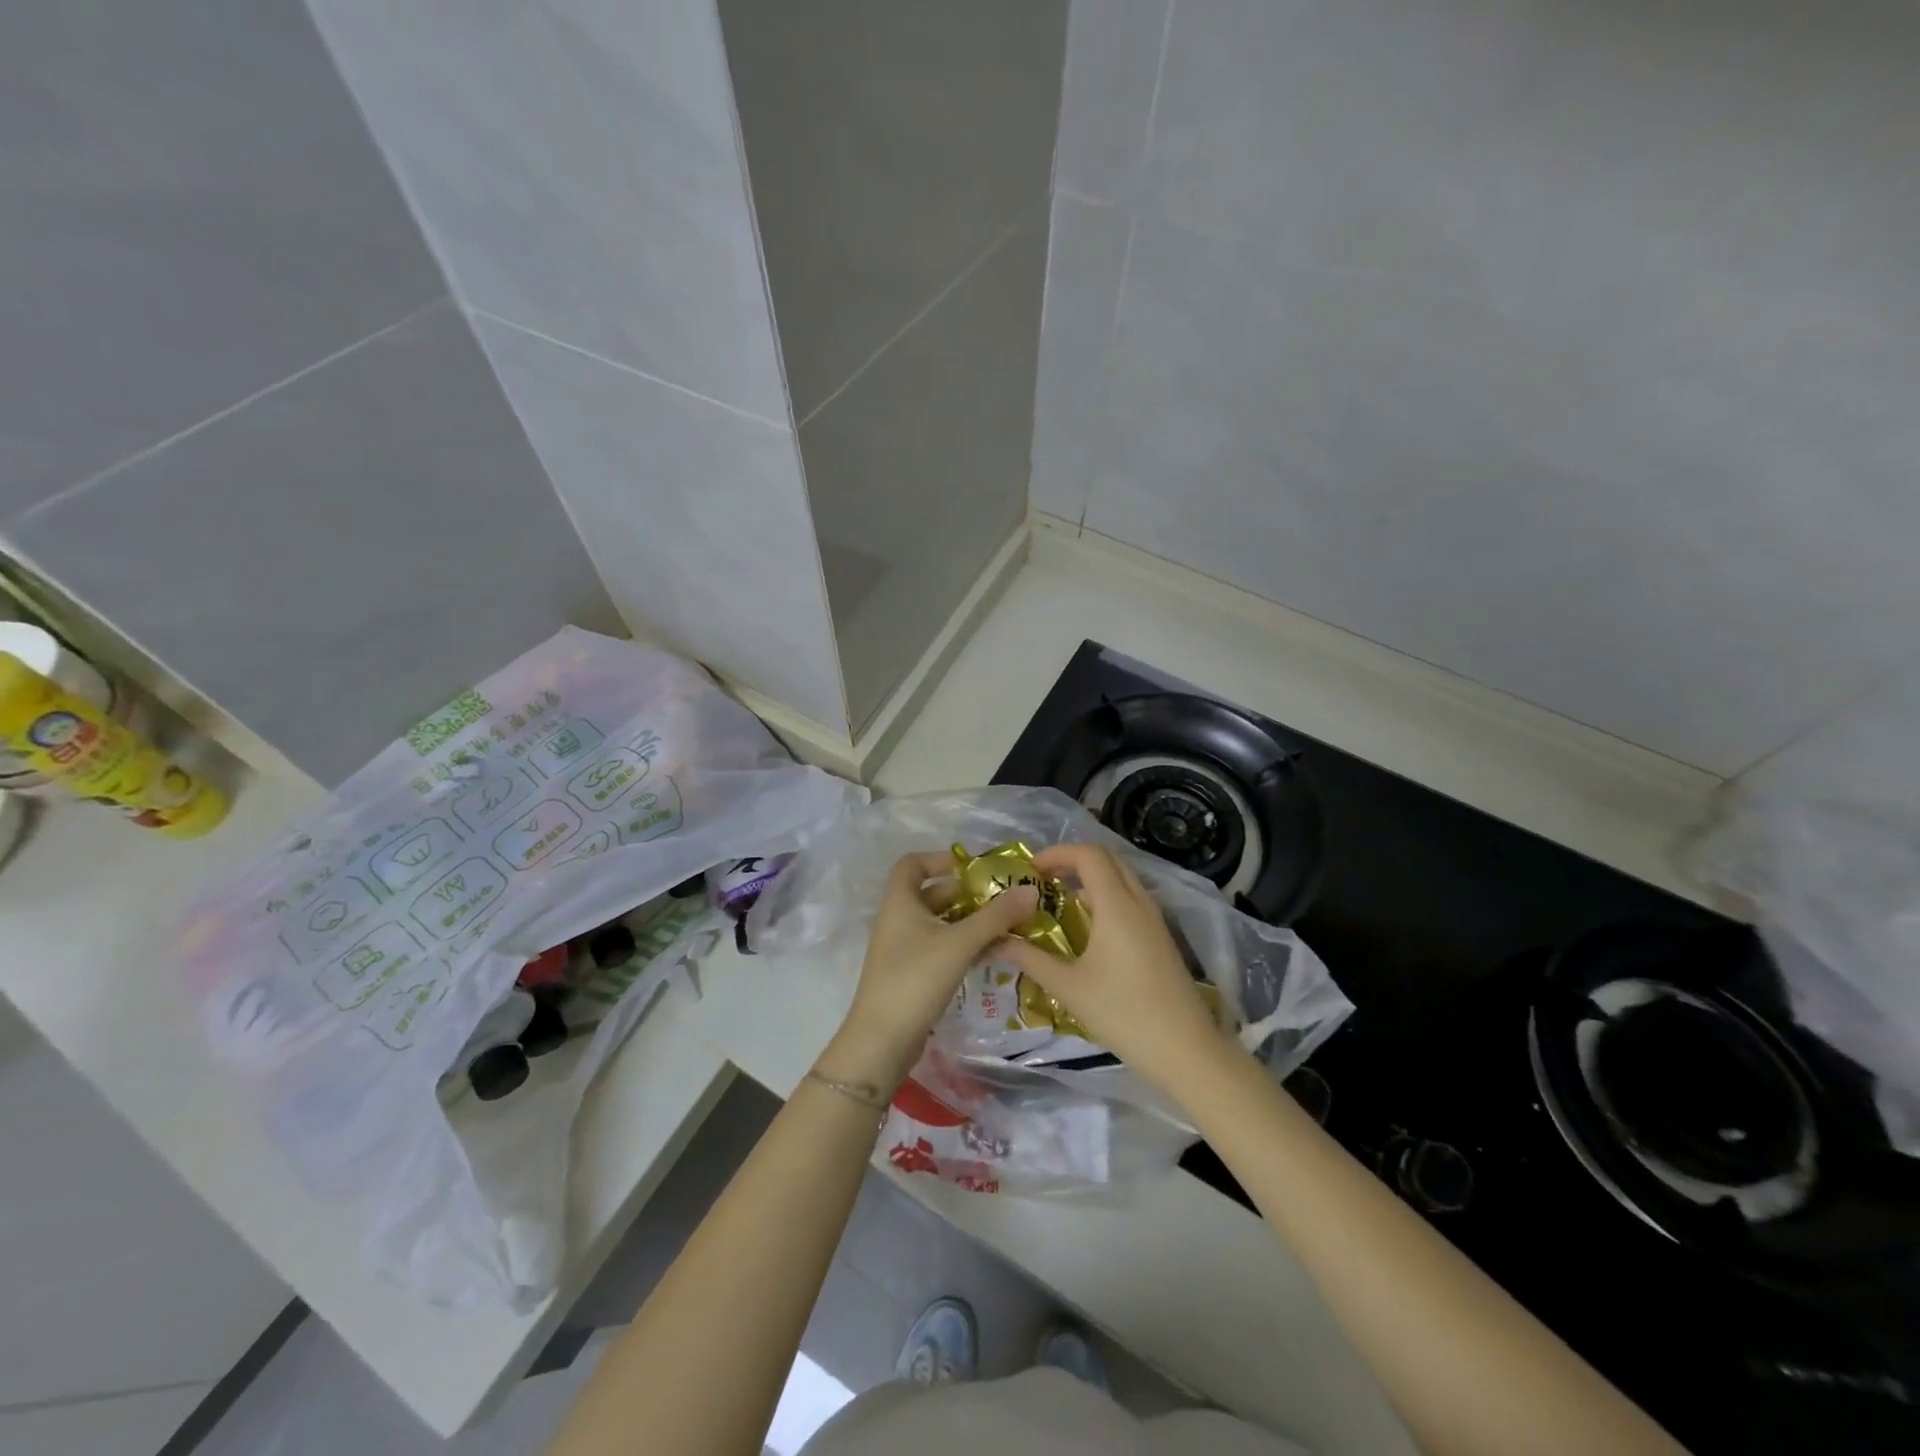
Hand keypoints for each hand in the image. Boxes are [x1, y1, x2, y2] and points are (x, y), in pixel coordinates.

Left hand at [823, 852, 1038, 1089]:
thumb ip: (996, 916)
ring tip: (1008, 926)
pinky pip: (942, 948)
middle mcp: (899, 920)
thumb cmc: (916, 979)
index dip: (940, 859)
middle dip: (968, 894)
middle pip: (933, 894)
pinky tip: (993, 954)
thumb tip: (1030, 889)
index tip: (974, 868)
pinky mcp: (912, 975)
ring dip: (971, 922)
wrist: (881, 1042)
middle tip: (1004, 899)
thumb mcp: (960, 943)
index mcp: (900, 903)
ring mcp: (904, 949)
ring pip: (941, 924)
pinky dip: (965, 946)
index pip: (913, 864)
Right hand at [996, 842, 1235, 1092]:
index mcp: (1117, 905)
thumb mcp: (1068, 986)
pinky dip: (1106, 897)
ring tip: (1059, 901)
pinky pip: (1131, 899)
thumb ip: (1030, 958)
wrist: (1185, 1050)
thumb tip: (995, 940)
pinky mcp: (1161, 937)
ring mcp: (1154, 919)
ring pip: (1122, 878)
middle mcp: (1139, 902)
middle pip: (1107, 859)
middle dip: (1072, 860)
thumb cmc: (1122, 1013)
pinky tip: (1087, 928)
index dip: (1057, 853)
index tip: (1030, 870)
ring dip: (1090, 879)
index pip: (1088, 854)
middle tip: (1042, 880)